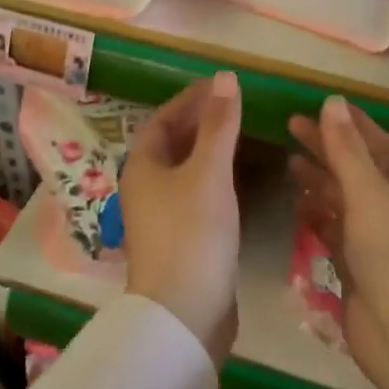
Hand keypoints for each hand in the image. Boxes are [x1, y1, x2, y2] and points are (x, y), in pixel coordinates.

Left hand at [120, 71, 242, 361]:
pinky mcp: (182, 240)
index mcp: (142, 167)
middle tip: (238, 107)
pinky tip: (242, 181)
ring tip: (245, 136)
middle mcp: (146, 188)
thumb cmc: (192, 233)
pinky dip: (217, 180)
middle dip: (201, 123)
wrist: (185, 312)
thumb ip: (219, 125)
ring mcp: (162, 217)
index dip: (190, 100)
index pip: (162, 120)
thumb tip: (225, 77)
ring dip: (211, 151)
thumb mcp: (208, 172)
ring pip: (186, 172)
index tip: (221, 86)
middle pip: (172, 144)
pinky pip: (198, 196)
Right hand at [288, 96, 388, 387]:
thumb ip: (347, 150)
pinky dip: (317, 217)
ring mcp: (376, 240)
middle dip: (328, 148)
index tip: (324, 105)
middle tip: (291, 127)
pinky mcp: (358, 267)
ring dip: (320, 181)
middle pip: (358, 169)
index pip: (380, 143)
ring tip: (289, 163)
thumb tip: (332, 102)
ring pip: (344, 200)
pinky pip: (335, 231)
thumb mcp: (369, 192)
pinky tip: (297, 206)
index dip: (354, 124)